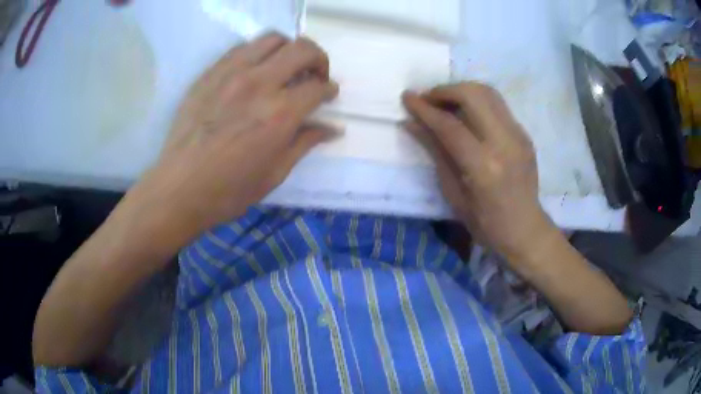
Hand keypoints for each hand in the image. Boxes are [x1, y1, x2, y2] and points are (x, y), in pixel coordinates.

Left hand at [131, 33, 337, 238]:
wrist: (179, 188)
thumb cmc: (228, 190)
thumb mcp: (274, 174)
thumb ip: (305, 143)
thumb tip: (333, 128)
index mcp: (279, 114)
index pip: (318, 87)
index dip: (329, 89)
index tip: (328, 95)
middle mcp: (259, 84)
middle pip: (303, 49)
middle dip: (318, 59)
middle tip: (314, 75)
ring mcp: (231, 74)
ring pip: (273, 39)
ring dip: (288, 49)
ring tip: (285, 67)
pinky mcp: (210, 73)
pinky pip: (242, 47)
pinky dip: (258, 53)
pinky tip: (255, 70)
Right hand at [402, 82, 554, 262]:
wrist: (525, 229)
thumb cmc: (485, 223)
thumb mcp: (453, 192)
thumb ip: (435, 151)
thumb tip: (411, 123)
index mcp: (483, 167)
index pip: (449, 125)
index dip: (425, 109)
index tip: (407, 97)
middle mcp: (504, 143)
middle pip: (473, 95)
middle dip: (445, 90)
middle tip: (428, 99)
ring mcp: (519, 136)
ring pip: (488, 93)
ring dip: (462, 90)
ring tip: (445, 102)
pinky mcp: (524, 134)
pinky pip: (498, 105)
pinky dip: (477, 102)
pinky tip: (467, 114)